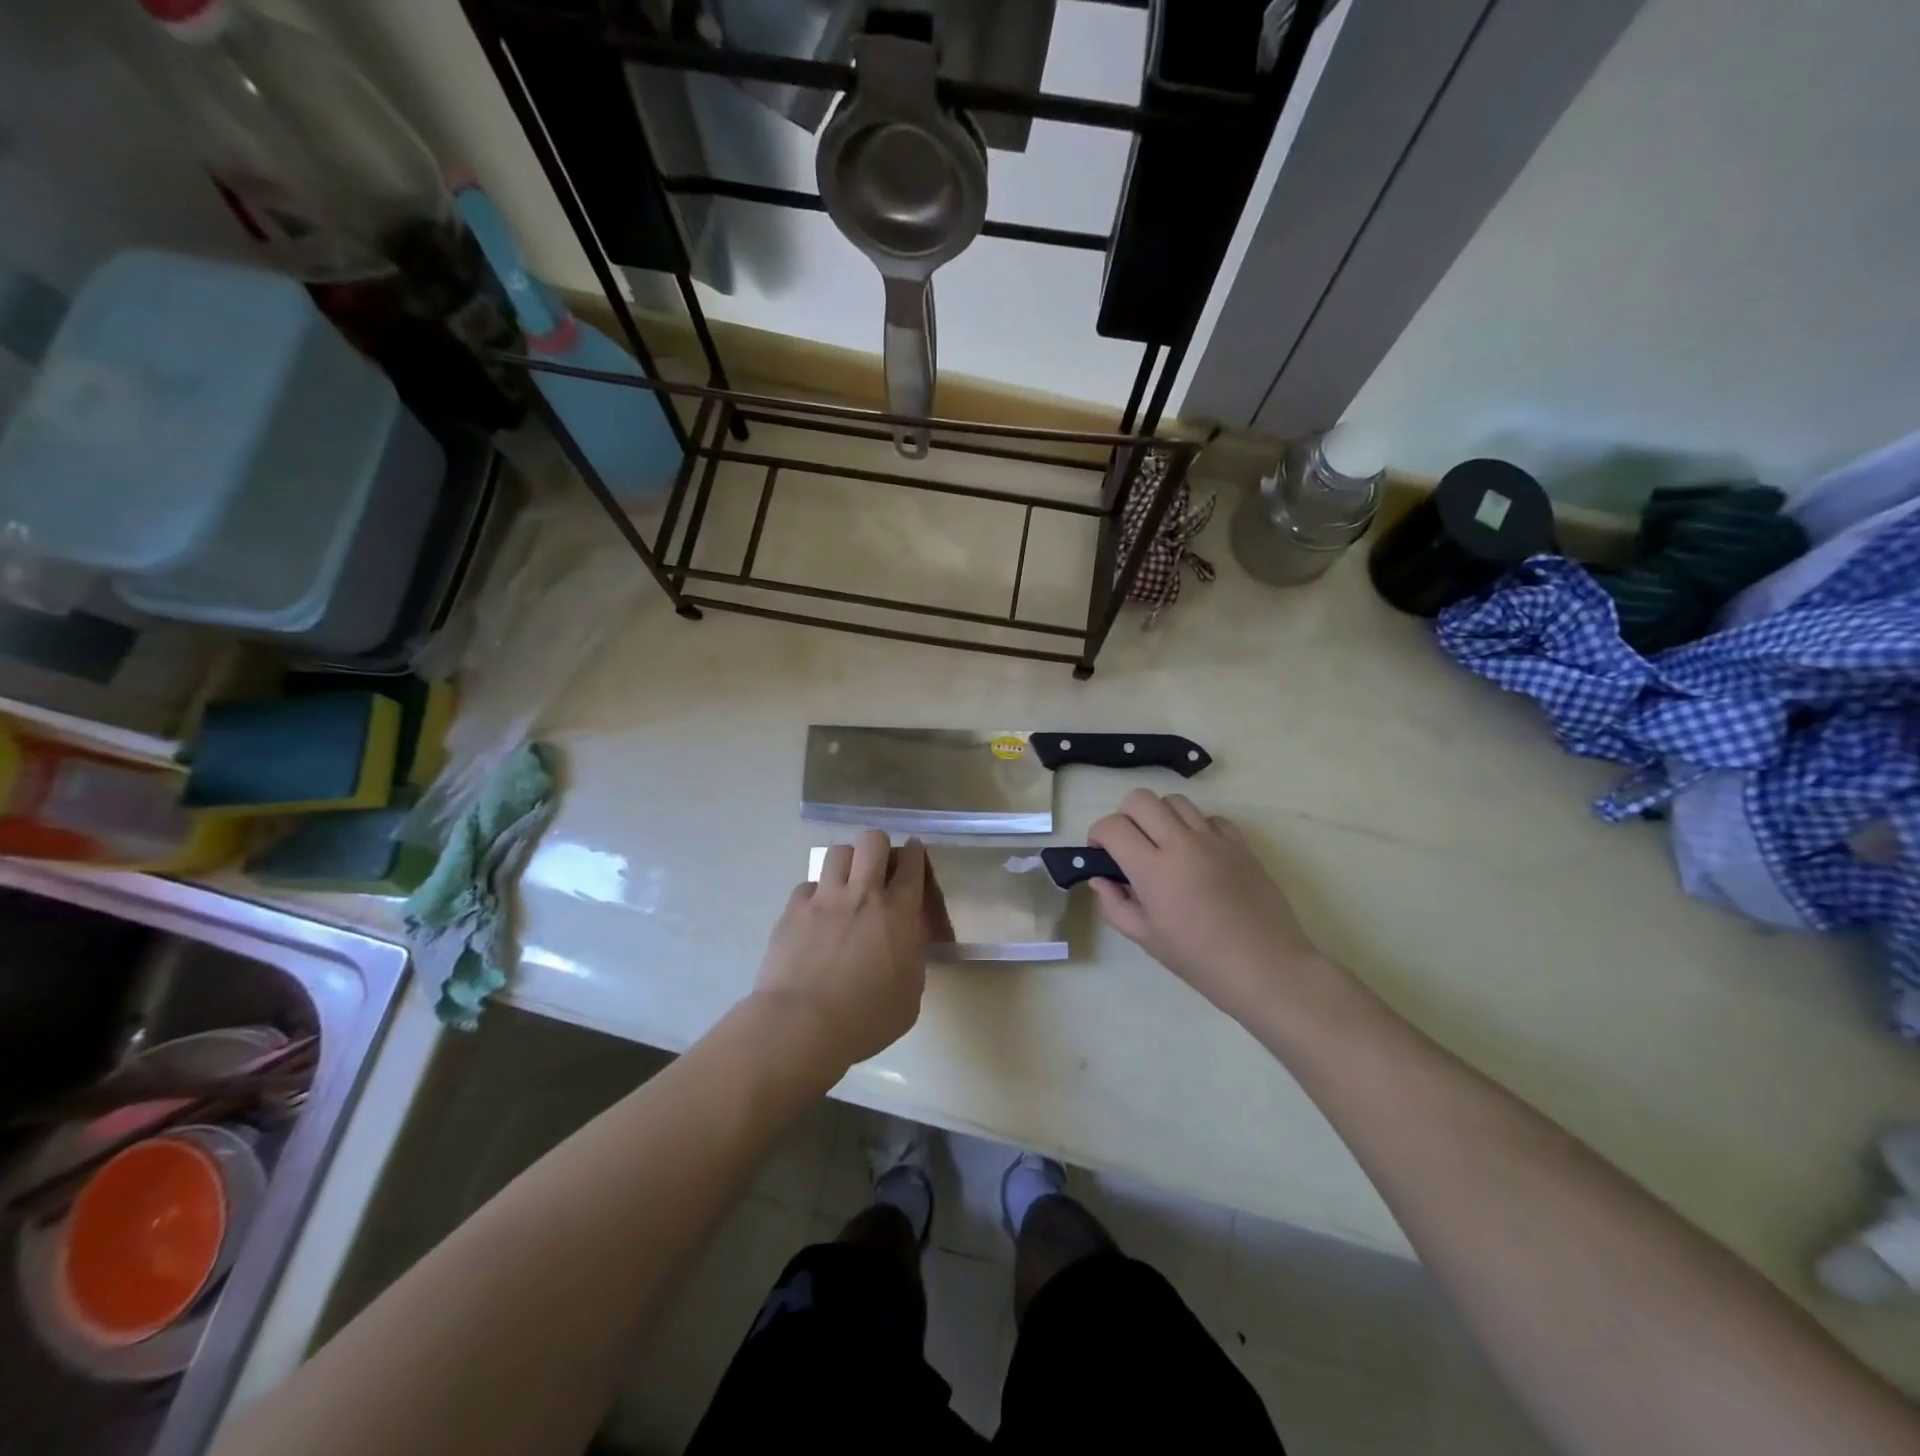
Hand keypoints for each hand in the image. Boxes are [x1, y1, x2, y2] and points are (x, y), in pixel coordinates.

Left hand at [753, 831, 934, 1068]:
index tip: (913, 853)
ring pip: (838, 852)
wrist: (802, 1025)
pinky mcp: (792, 910)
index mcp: (897, 913)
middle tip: (879, 866)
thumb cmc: (866, 1019)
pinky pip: (807, 885)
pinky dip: (815, 894)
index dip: (914, 853)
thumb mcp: (910, 996)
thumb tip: (905, 943)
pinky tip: (815, 913)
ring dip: (847, 863)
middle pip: (872, 841)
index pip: (911, 865)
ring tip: (846, 883)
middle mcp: (862, 895)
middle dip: (879, 846)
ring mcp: (824, 899)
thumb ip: (911, 959)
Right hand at [1088, 790, 1329, 1025]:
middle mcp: (1181, 844)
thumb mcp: (1146, 939)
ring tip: (1164, 845)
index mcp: (1153, 870)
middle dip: (1125, 816)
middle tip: (1129, 844)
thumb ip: (1115, 905)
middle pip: (1141, 799)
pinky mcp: (1241, 844)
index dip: (1098, 834)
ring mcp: (1214, 840)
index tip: (1100, 853)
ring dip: (1160, 816)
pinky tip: (1199, 853)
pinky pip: (1211, 818)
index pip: (1112, 827)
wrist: (1266, 968)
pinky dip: (1197, 827)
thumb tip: (1100, 879)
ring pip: (1176, 801)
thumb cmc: (1200, 960)